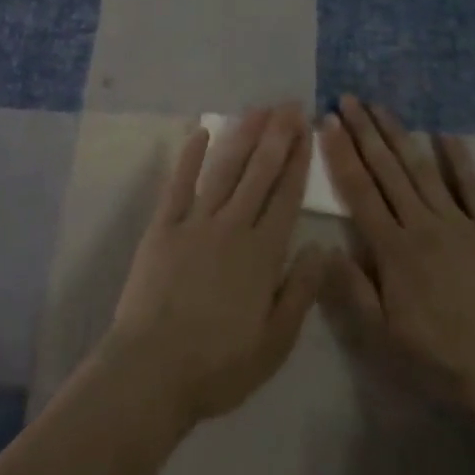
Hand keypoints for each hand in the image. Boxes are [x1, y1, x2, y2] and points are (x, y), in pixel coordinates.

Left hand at [104, 105, 326, 430]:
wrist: (153, 369)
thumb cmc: (219, 365)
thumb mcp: (274, 343)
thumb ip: (300, 292)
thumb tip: (321, 247)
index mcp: (262, 254)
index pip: (286, 196)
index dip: (297, 161)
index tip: (305, 130)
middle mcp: (232, 226)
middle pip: (258, 172)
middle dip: (276, 136)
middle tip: (288, 105)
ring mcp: (195, 220)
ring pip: (224, 169)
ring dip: (242, 136)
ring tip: (257, 110)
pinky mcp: (164, 224)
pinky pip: (179, 182)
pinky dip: (190, 156)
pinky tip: (200, 132)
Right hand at [320, 96, 474, 432]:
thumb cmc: (444, 357)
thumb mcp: (386, 337)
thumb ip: (353, 289)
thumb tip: (323, 246)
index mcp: (393, 249)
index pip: (360, 190)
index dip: (341, 153)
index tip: (327, 121)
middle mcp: (421, 223)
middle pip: (387, 169)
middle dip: (364, 131)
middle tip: (347, 98)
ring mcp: (458, 221)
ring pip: (421, 168)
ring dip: (398, 134)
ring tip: (379, 105)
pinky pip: (471, 185)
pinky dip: (458, 158)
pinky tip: (445, 132)